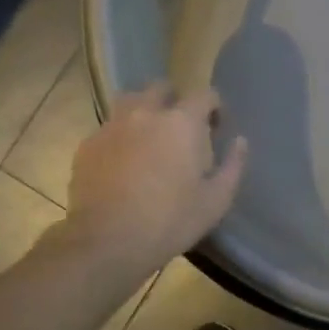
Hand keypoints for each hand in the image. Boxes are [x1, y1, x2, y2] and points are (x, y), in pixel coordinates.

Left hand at [63, 84, 247, 278]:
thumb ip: (233, 166)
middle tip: (182, 129)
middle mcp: (145, 113)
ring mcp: (111, 126)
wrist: (108, 241)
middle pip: (161, 88)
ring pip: (130, 101)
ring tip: (150, 139)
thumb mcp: (216, 201)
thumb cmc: (171, 222)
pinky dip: (121, 136)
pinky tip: (124, 163)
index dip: (214, 107)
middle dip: (175, 101)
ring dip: (144, 111)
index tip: (216, 127)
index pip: (204, 94)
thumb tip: (240, 142)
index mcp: (181, 123)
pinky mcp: (88, 145)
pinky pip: (109, 128)